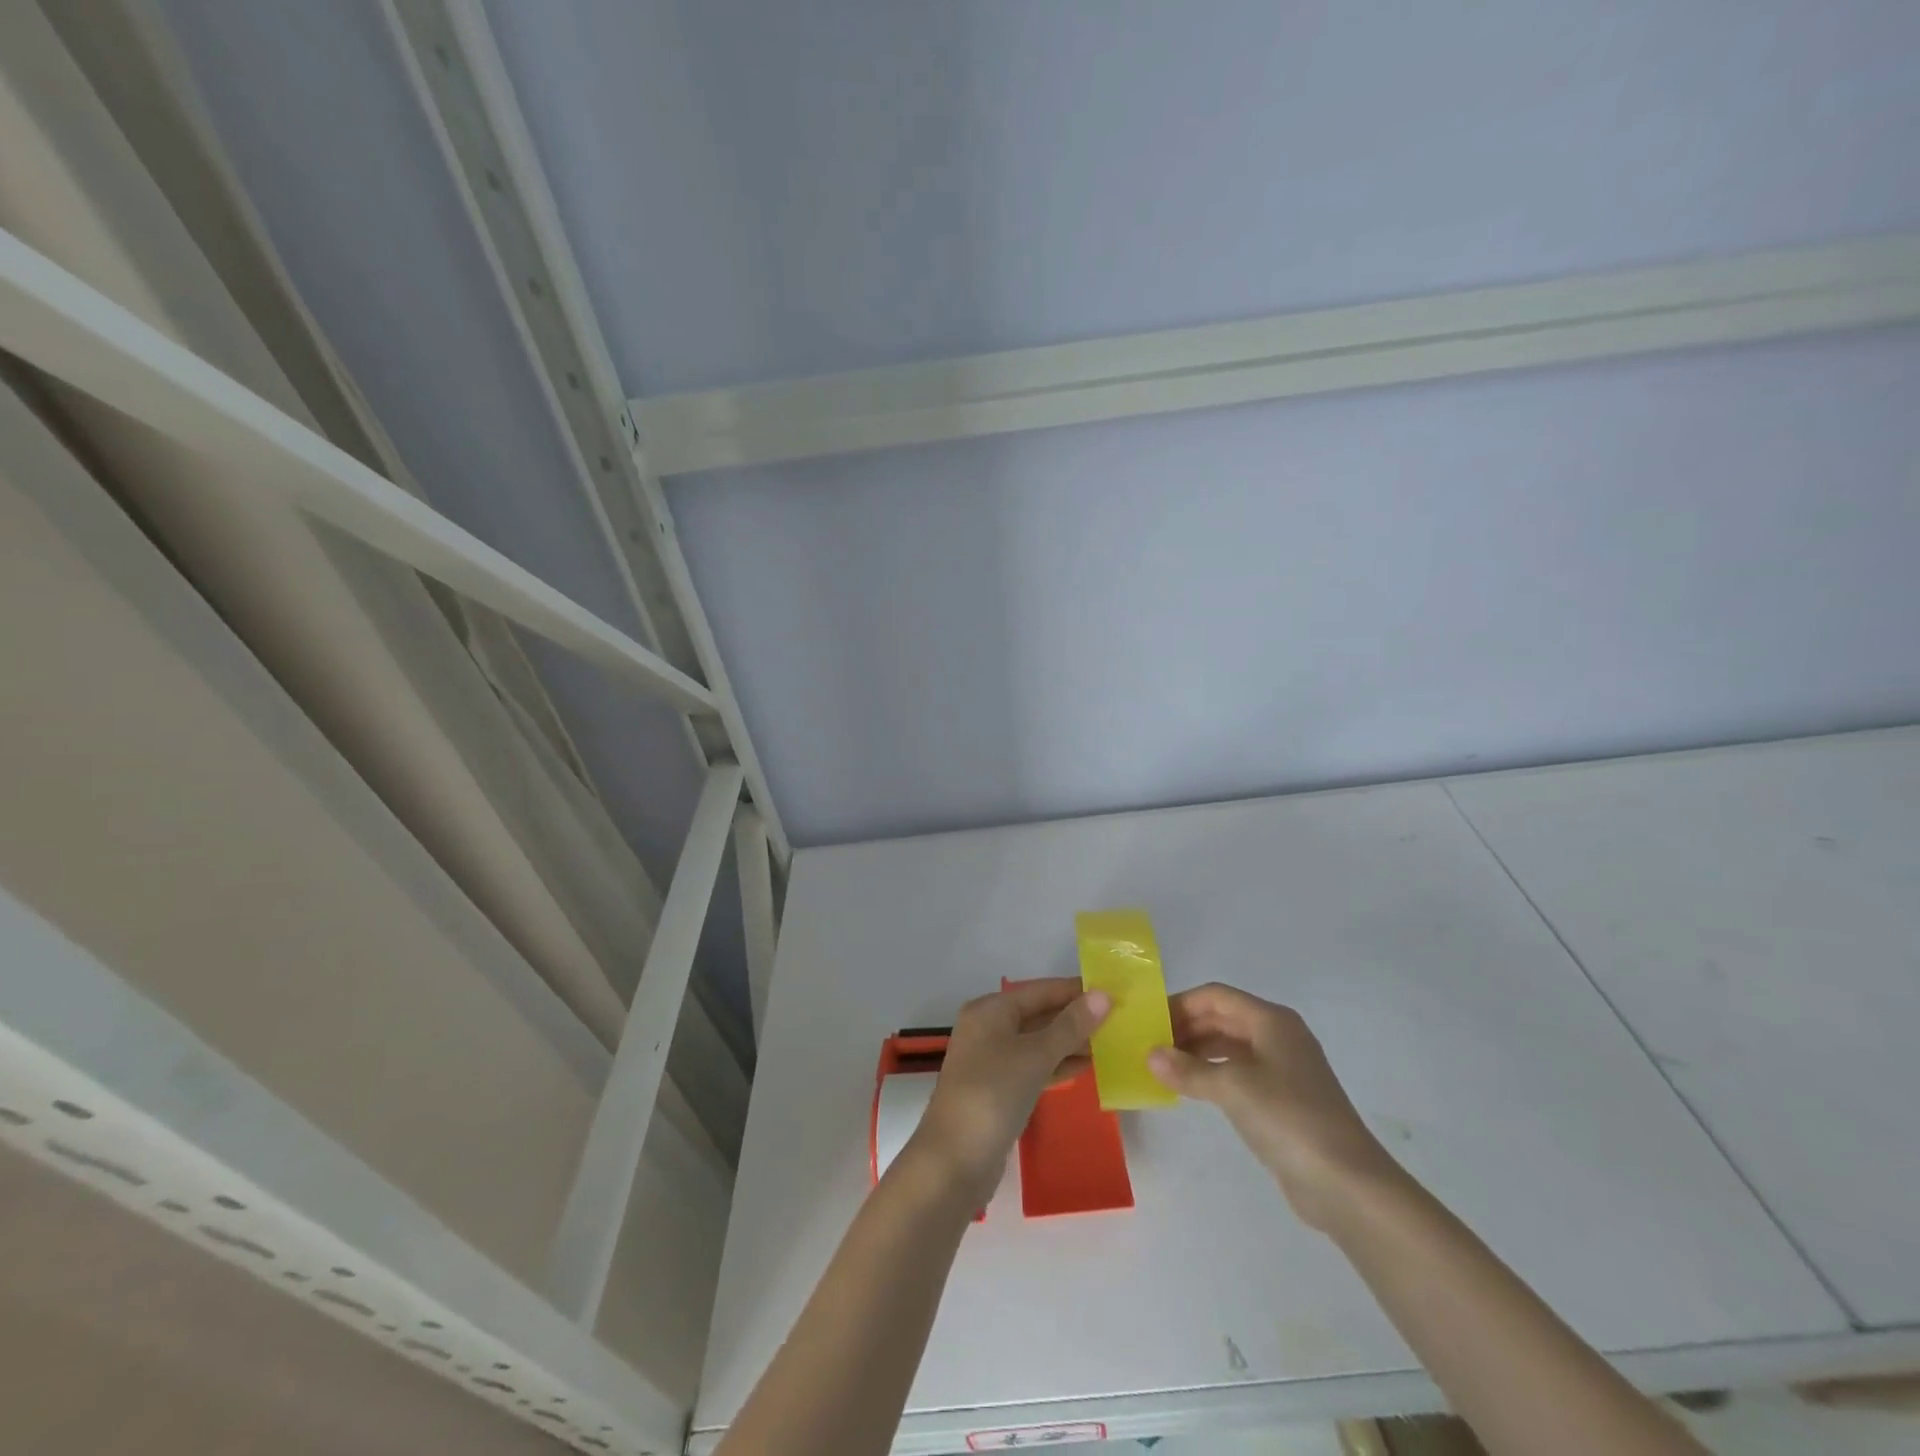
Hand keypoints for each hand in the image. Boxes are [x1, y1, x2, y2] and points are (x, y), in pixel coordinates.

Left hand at [902, 979, 1110, 1206]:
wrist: (954, 1160)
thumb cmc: (993, 1094)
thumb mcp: (1035, 1055)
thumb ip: (1070, 1026)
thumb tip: (1102, 995)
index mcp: (990, 1010)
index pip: (1040, 990)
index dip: (1075, 990)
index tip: (1114, 991)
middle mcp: (988, 1028)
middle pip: (1038, 1014)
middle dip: (1075, 1017)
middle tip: (1118, 1018)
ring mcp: (991, 1060)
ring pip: (1037, 1042)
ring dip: (1070, 1042)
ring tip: (1111, 1041)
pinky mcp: (998, 1090)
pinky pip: (1033, 1067)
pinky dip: (1057, 1065)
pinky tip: (1087, 1067)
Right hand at [1149, 983, 1402, 1229]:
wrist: (1348, 1184)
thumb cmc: (1289, 1119)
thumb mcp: (1232, 1089)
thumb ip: (1188, 1070)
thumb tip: (1150, 1055)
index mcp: (1271, 1021)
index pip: (1216, 996)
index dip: (1180, 1004)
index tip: (1148, 1021)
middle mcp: (1278, 1036)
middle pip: (1223, 1018)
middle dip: (1186, 1027)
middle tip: (1150, 1045)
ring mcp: (1283, 1069)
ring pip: (1230, 1046)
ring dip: (1197, 1051)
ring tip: (1164, 1066)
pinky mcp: (1284, 1099)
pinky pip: (1239, 1072)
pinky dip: (1212, 1074)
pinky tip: (1191, 1088)